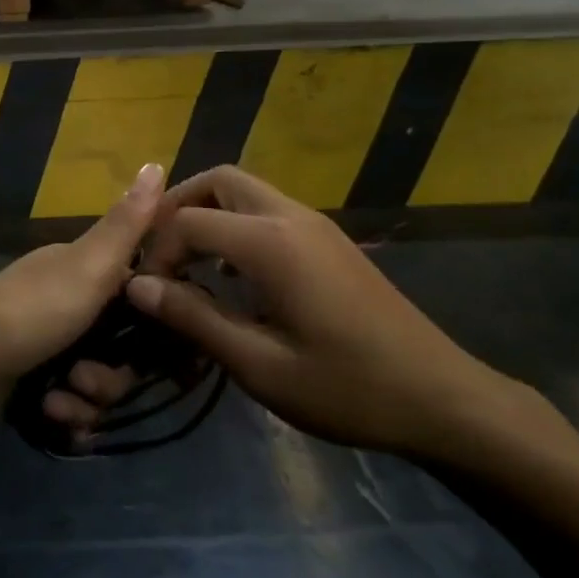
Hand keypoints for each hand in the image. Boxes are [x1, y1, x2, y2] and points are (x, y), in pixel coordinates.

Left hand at [0, 162, 165, 421]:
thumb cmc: (27, 311)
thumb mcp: (87, 266)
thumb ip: (127, 223)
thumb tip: (157, 161)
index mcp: (85, 270)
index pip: (142, 294)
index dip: (154, 322)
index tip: (155, 344)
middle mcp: (71, 304)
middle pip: (124, 349)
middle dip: (112, 375)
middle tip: (86, 378)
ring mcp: (52, 344)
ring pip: (101, 382)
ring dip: (87, 399)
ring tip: (61, 399)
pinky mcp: (36, 381)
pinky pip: (75, 406)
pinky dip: (67, 415)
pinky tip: (51, 414)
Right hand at [118, 166, 522, 458]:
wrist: (440, 397)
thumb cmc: (347, 387)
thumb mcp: (260, 364)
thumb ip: (194, 318)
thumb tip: (137, 287)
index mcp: (270, 242)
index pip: (188, 220)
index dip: (158, 252)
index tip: (149, 295)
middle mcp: (291, 217)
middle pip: (220, 180)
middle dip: (179, 207)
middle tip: (160, 255)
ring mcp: (315, 224)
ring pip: (246, 191)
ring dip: (209, 214)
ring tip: (189, 266)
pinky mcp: (329, 241)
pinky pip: (268, 211)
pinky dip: (237, 226)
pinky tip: (233, 275)